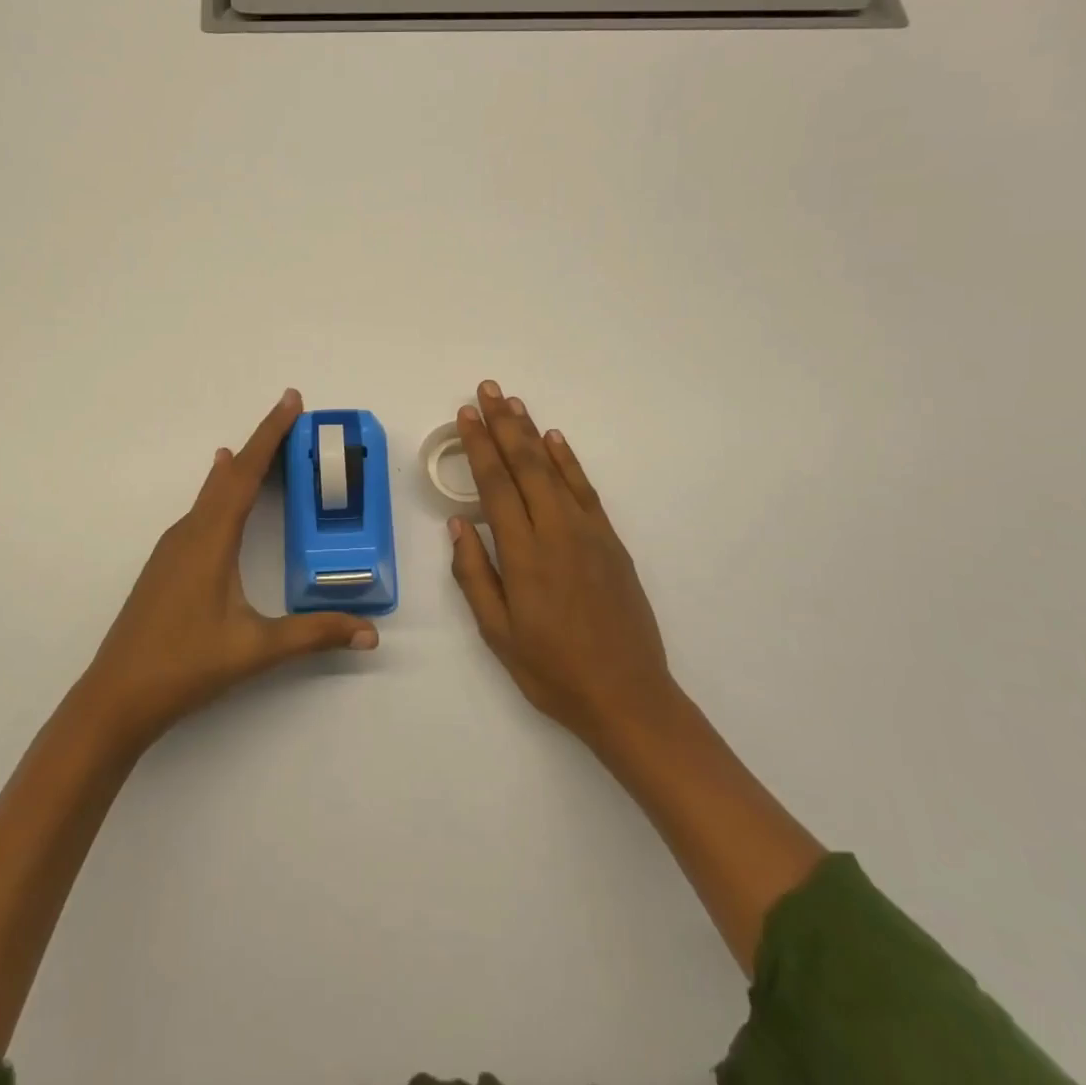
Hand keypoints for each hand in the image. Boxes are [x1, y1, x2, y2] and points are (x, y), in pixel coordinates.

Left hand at [75, 389, 378, 753]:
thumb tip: (370, 633)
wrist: (115, 698)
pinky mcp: (165, 565)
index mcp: (210, 538)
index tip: (292, 400)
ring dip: (240, 468)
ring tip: (266, 449)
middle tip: (291, 417)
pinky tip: (222, 496)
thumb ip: (314, 635)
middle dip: (261, 443)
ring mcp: (171, 548)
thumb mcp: (256, 648)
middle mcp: (189, 532)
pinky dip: (222, 491)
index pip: (247, 473)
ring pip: (211, 492)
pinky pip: (201, 511)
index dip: (271, 434)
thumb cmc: (185, 665)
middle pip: (229, 475)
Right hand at [448, 381, 678, 751]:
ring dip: (532, 432)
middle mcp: (557, 532)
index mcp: (525, 555)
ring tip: (514, 402)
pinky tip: (556, 441)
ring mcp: (589, 533)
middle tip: (487, 390)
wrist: (627, 694)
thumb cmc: (552, 670)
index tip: (465, 415)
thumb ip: (475, 574)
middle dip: (503, 425)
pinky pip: (586, 490)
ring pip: (555, 470)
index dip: (479, 446)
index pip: (496, 485)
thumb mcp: (498, 633)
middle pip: (525, 465)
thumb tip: (458, 523)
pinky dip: (569, 461)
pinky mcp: (611, 541)